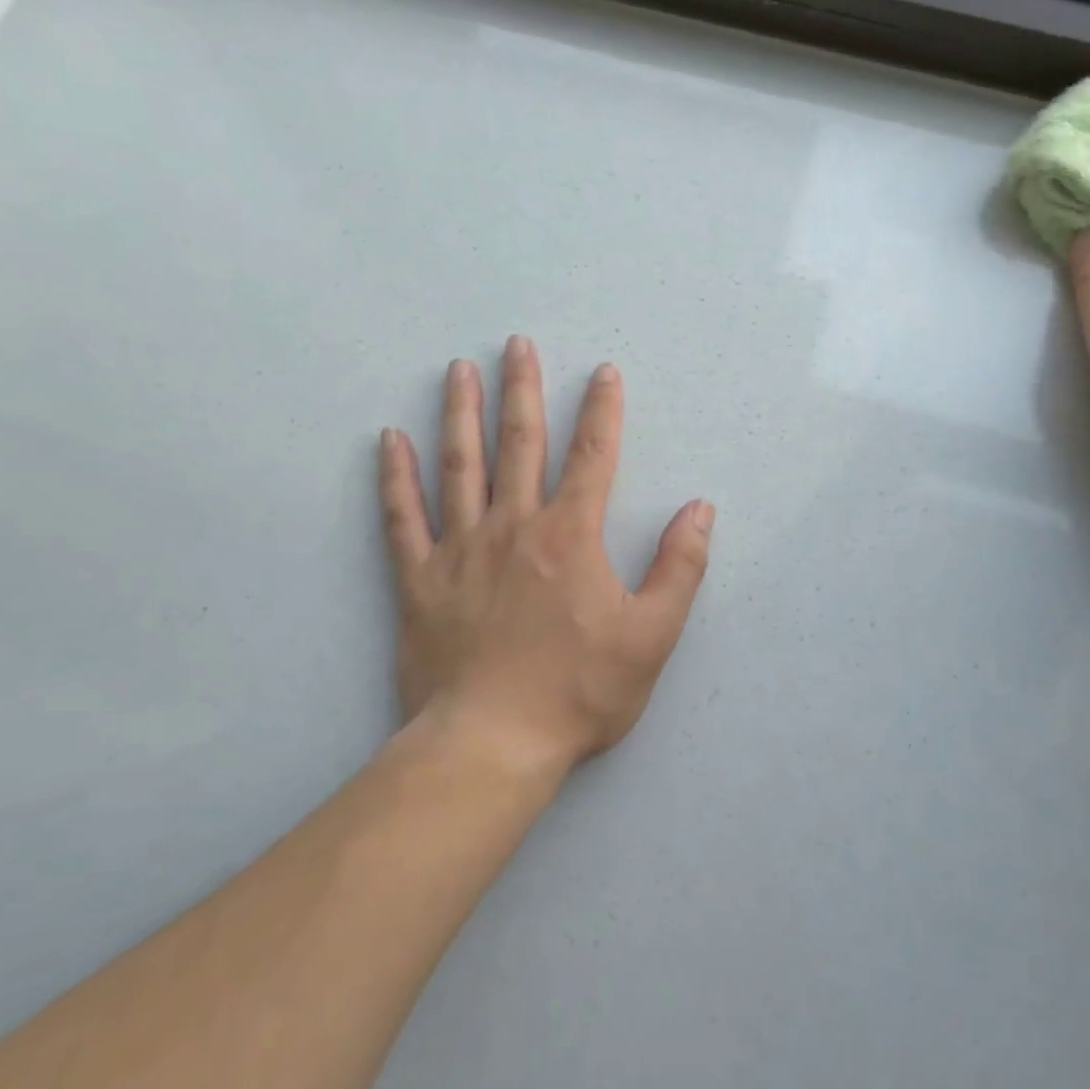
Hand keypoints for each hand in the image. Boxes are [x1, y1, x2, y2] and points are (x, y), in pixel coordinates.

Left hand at [378, 337, 713, 780]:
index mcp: (571, 537)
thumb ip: (680, 567)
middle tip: (516, 344)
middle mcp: (513, 527)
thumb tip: (700, 510)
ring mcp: (460, 550)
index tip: (603, 371)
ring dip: (460, 413)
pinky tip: (390, 440)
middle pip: (519, 443)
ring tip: (458, 370)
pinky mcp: (419, 580)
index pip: (593, 456)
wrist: (492, 744)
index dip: (603, 411)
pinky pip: (401, 517)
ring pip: (460, 465)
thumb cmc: (579, 691)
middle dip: (523, 389)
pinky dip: (396, 476)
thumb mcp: (651, 635)